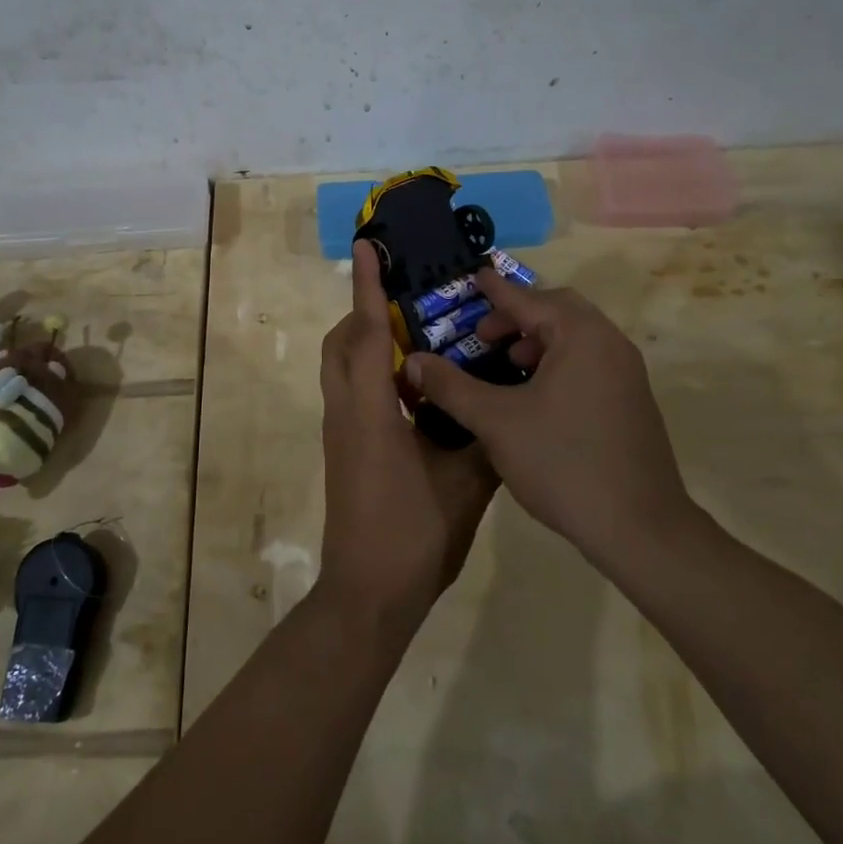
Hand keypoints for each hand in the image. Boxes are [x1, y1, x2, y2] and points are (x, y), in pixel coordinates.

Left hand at [317, 243, 497, 632]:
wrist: (368, 594)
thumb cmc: (414, 536)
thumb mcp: (464, 485)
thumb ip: (481, 437)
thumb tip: (502, 405)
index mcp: (370, 411)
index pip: (367, 334)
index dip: (368, 288)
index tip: (366, 249)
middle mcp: (346, 411)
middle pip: (343, 344)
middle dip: (366, 312)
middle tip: (408, 301)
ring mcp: (340, 431)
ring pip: (343, 367)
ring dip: (368, 343)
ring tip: (416, 338)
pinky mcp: (344, 449)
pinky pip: (352, 392)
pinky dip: (374, 373)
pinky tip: (415, 390)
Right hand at [404, 270, 698, 569]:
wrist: (639, 528)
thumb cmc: (563, 462)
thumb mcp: (495, 421)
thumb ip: (451, 386)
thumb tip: (412, 360)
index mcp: (581, 336)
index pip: (529, 299)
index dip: (495, 290)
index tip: (473, 276)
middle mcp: (609, 344)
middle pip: (557, 311)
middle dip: (516, 317)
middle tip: (483, 334)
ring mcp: (626, 374)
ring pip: (575, 338)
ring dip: (537, 340)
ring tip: (505, 365)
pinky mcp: (631, 402)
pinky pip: (588, 362)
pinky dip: (557, 362)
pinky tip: (533, 395)